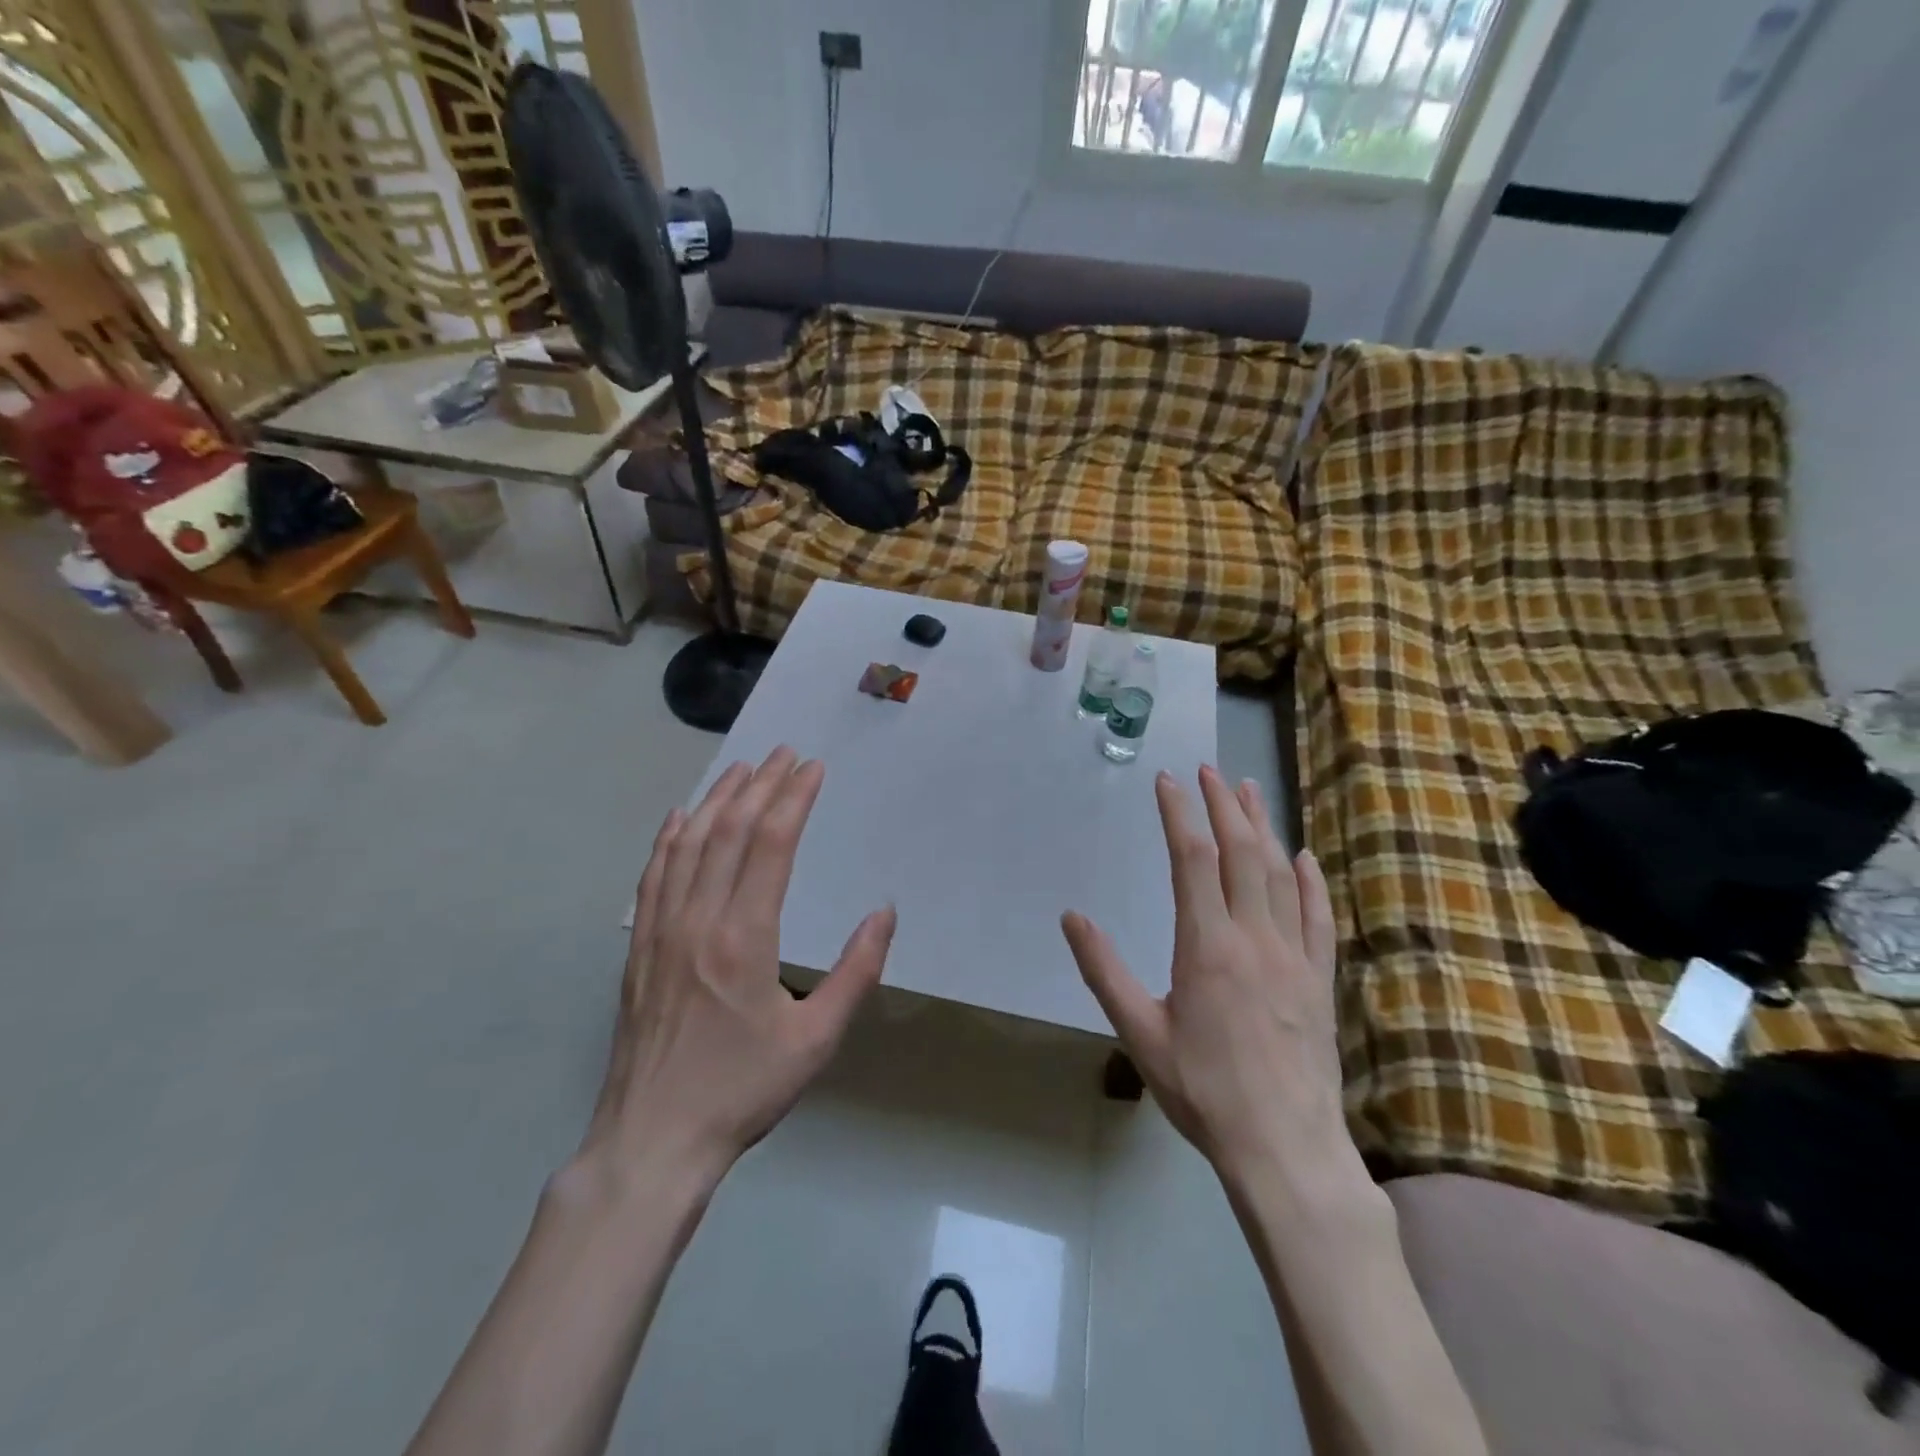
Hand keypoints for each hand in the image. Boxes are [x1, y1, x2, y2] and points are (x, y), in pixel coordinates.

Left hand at [583, 746, 896, 1186]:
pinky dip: (669, 838)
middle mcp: (699, 920)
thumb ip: (856, 973)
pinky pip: (653, 876)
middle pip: (731, 833)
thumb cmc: (743, 1091)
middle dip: (761, 786)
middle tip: (784, 754)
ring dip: (718, 800)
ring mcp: (661, 931)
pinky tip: (681, 817)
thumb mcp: (816, 1040)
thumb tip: (883, 913)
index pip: (771, 846)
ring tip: (741, 768)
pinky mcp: (639, 948)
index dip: (793, 800)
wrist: (652, 1140)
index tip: (812, 769)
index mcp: (744, 938)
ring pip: (689, 845)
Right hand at [1061, 765, 1344, 1181]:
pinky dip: (1310, 880)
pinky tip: (1303, 857)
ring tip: (1249, 792)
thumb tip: (1072, 917)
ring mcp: (1294, 956)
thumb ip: (1104, 970)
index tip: (1167, 781)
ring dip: (1264, 828)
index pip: (1193, 860)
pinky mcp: (1319, 978)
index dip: (1179, 814)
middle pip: (1242, 853)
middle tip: (1209, 771)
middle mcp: (1255, 938)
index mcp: (1207, 946)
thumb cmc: (1203, 1091)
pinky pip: (1318, 916)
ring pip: (1280, 875)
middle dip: (1224, 806)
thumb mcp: (1139, 1033)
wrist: (1285, 1148)